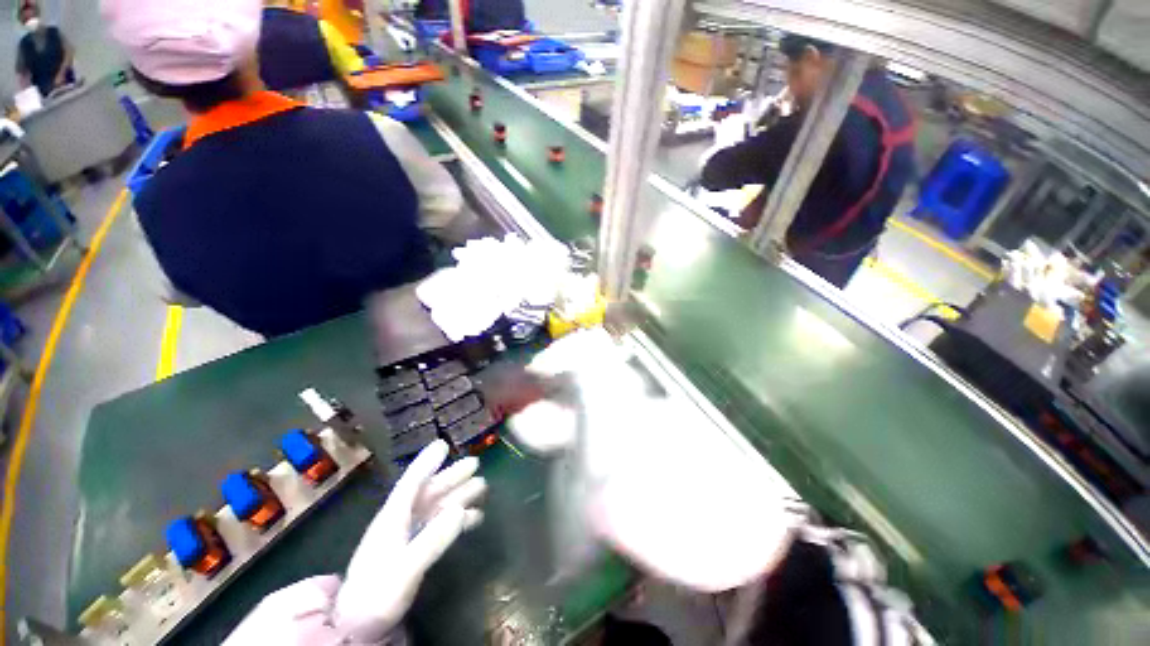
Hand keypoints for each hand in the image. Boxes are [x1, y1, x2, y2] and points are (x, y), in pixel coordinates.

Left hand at [334, 440, 485, 641]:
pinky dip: (457, 519)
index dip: (426, 463)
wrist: (358, 626)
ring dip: (458, 495)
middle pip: (428, 492)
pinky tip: (474, 518)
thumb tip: (461, 509)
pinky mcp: (412, 549)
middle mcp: (399, 521)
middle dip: (451, 477)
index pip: (411, 483)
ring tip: (482, 488)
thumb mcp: (405, 569)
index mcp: (392, 519)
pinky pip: (438, 525)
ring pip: (436, 507)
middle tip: (475, 464)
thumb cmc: (376, 595)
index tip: (443, 444)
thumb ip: (432, 540)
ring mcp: (405, 536)